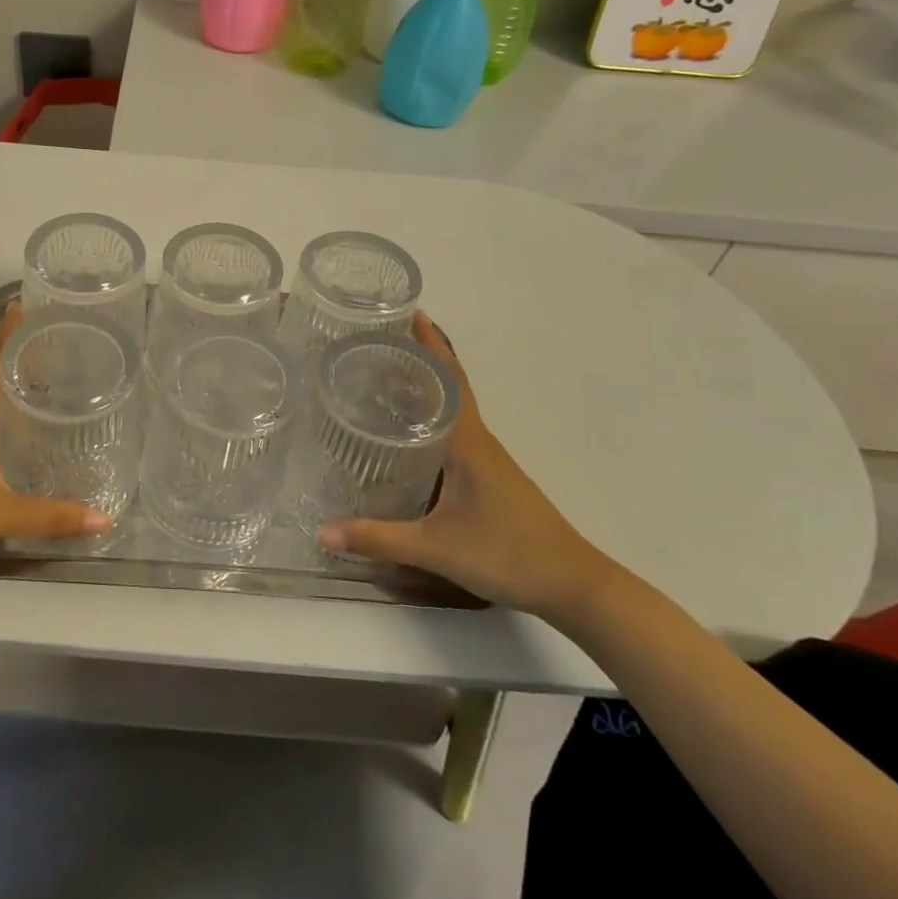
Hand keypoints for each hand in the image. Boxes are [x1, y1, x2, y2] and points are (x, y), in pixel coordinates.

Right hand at [317, 314, 612, 619]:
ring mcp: (490, 460)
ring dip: (427, 388)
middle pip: (449, 386)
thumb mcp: (437, 547)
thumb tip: (322, 531)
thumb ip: (379, 538)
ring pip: (454, 410)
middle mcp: (480, 441)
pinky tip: (411, 434)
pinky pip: (457, 433)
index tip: (406, 312)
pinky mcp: (492, 479)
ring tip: (385, 377)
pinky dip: (434, 419)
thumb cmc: (508, 554)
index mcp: (468, 441)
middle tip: (377, 341)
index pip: (448, 378)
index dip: (430, 344)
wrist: (575, 586)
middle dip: (419, 358)